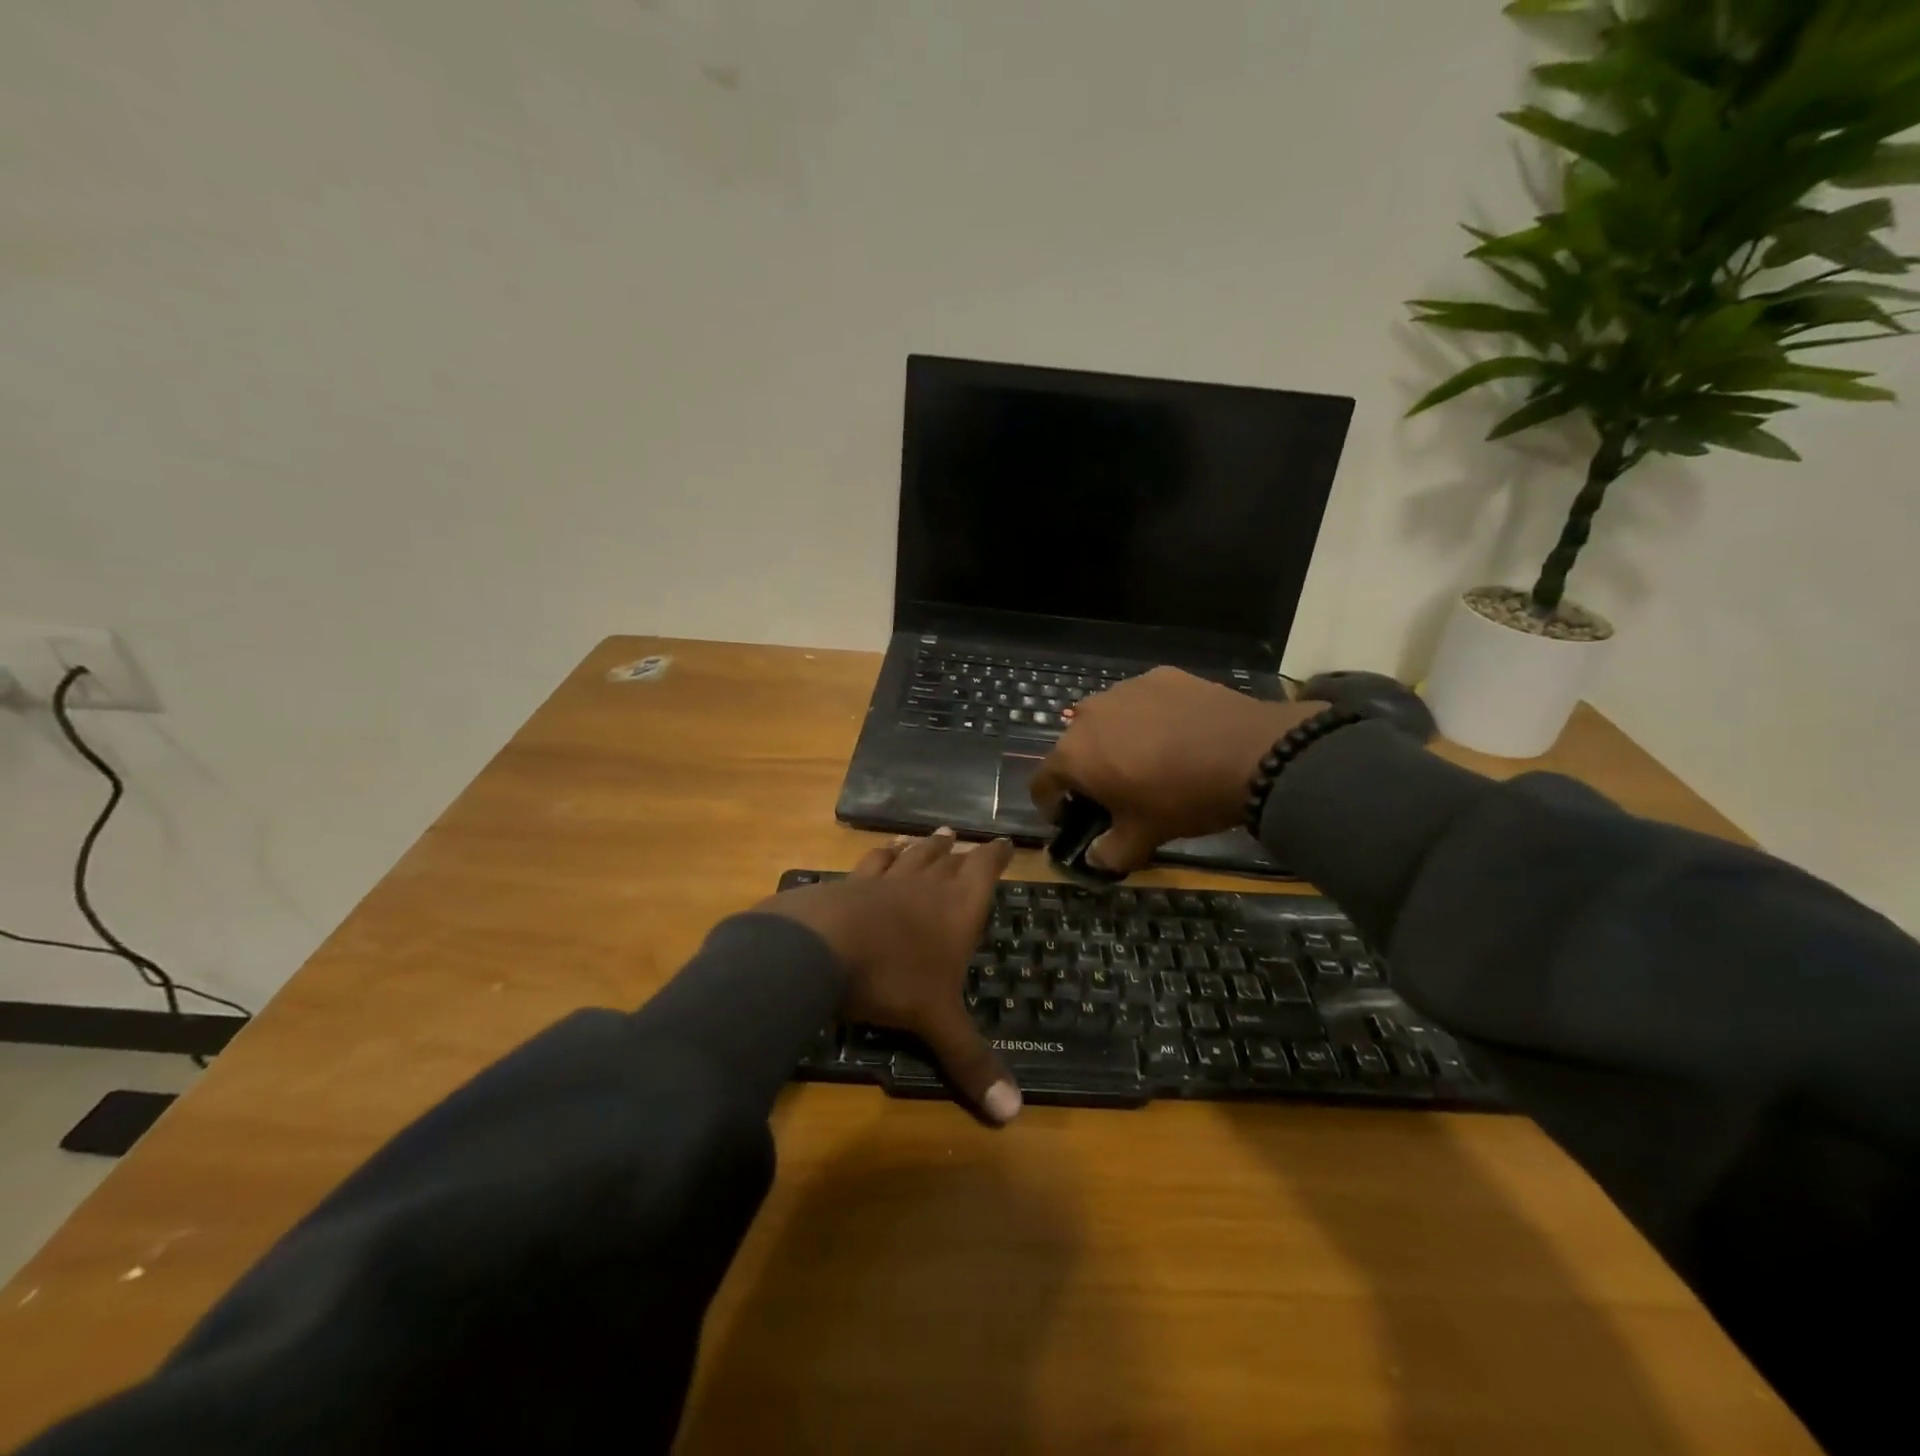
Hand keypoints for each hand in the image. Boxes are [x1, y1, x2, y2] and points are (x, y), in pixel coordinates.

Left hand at [755, 829, 1020, 1123]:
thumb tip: (1014, 1115)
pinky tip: (875, 855)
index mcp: (955, 909)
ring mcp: (882, 882)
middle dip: (957, 851)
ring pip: (908, 856)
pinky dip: (877, 857)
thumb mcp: (936, 1022)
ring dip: (921, 847)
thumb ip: (971, 1062)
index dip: (995, 856)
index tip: (1003, 841)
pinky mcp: (846, 885)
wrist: (820, 948)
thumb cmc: (892, 978)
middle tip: (961, 837)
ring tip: (928, 836)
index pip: (983, 872)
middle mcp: (923, 887)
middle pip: (945, 859)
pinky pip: (868, 865)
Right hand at [1030, 668, 1327, 873]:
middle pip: (1074, 748)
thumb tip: (1095, 858)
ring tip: (1149, 760)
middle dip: (1087, 771)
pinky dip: (1148, 718)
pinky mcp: (1159, 675)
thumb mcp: (1143, 838)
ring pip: (1107, 720)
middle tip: (1117, 792)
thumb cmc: (1182, 799)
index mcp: (1073, 755)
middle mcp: (1088, 714)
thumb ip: (1109, 852)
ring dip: (1116, 741)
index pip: (1042, 783)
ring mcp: (1124, 689)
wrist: (1251, 754)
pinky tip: (1177, 735)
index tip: (1072, 819)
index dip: (1052, 806)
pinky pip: (1141, 701)